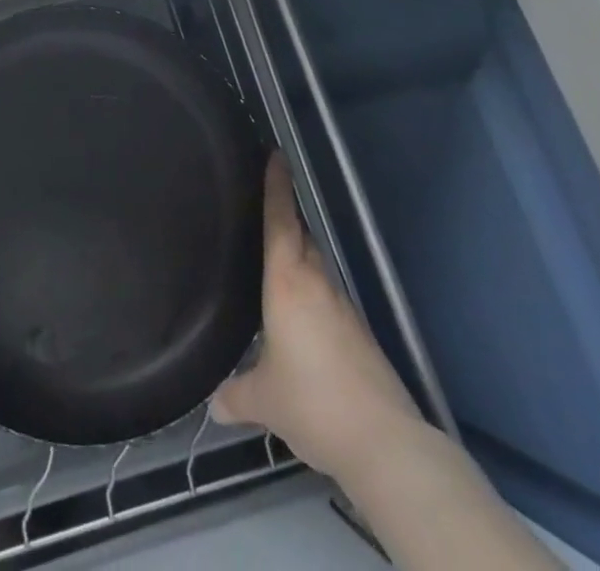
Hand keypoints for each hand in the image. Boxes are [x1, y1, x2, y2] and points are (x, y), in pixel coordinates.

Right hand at [210, 155, 423, 480]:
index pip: (280, 221)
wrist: (386, 443)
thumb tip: (213, 403)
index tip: (276, 154)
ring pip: (315, 266)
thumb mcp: (263, 400)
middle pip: (301, 237)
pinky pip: (325, 296)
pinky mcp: (358, 335)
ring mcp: (342, 308)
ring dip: (297, 255)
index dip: (276, 186)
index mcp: (288, 282)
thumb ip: (235, 394)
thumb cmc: (314, 402)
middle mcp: (317, 283)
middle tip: (260, 205)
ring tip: (271, 259)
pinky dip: (308, 290)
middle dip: (284, 217)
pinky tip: (295, 315)